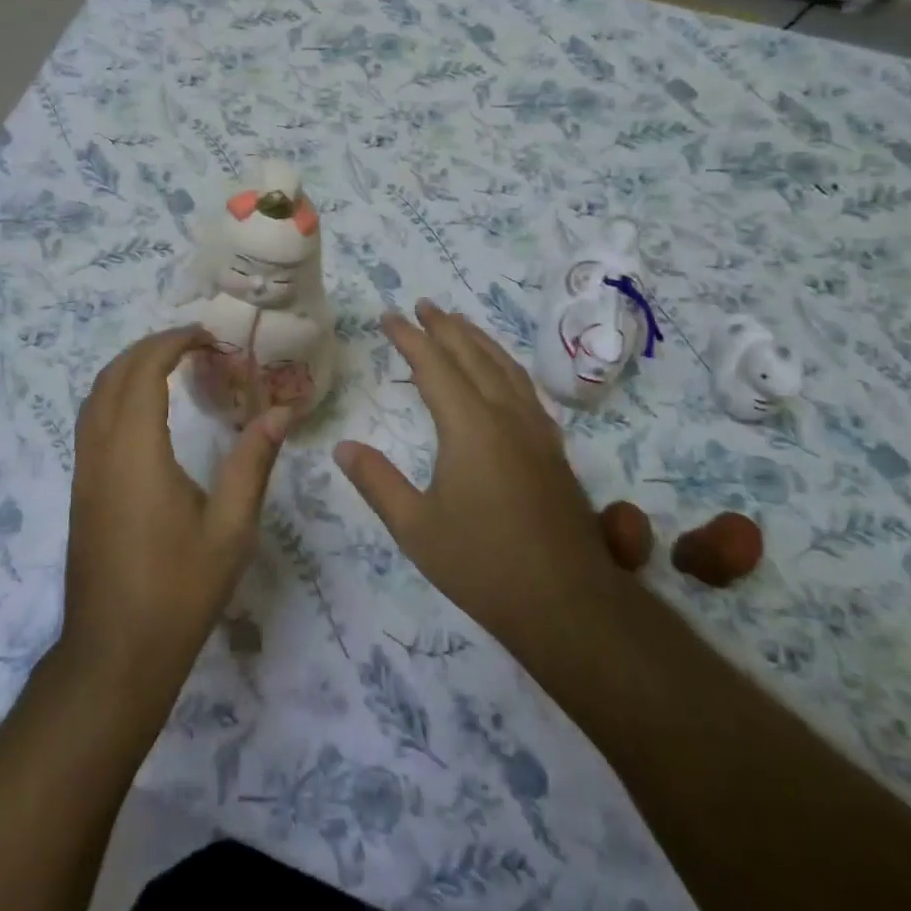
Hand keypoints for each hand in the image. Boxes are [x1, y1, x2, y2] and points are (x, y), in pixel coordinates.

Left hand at [60, 326, 290, 696]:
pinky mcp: (82, 491)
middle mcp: (101, 452)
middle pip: (113, 375)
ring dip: (129, 369)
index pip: (143, 372)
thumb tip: (281, 412)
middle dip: (150, 348)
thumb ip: (252, 463)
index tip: (206, 336)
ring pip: (95, 397)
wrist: (114, 655)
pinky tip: (147, 413)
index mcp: (136, 452)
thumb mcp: (230, 529)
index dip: (171, 343)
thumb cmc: (178, 592)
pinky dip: (117, 395)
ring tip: (172, 366)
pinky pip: (91, 421)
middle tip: (194, 344)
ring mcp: (84, 472)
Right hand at [334, 301, 617, 672]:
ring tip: (459, 324)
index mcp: (470, 426)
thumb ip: (377, 482)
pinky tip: (501, 375)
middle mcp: (506, 415)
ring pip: (505, 367)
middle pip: (473, 355)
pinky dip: (504, 365)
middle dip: (445, 327)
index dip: (410, 337)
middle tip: (423, 305)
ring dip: (478, 340)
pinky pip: (524, 388)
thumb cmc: (483, 564)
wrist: (567, 604)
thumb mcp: (415, 528)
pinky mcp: (552, 449)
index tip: (389, 316)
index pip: (435, 365)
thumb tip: (343, 447)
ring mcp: (535, 431)